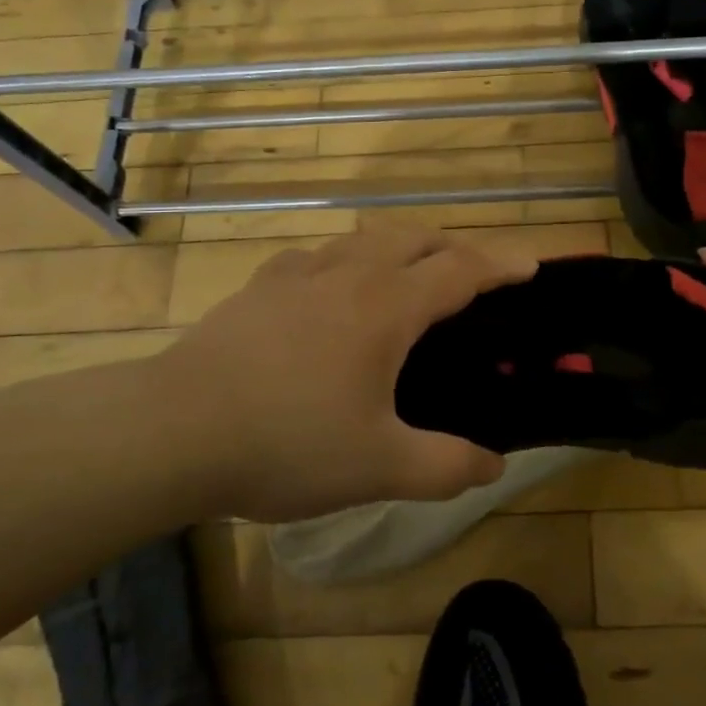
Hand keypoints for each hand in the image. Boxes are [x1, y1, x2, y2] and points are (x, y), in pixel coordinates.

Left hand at [156, 227, 532, 522]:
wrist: (173, 430)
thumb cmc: (286, 443)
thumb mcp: (379, 468)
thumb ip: (446, 466)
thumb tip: (495, 465)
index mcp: (387, 308)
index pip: (461, 270)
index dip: (502, 264)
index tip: (532, 264)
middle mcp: (349, 275)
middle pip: (416, 238)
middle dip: (455, 248)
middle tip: (474, 276)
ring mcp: (299, 274)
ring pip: (366, 239)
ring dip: (402, 248)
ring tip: (410, 278)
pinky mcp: (261, 286)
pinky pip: (318, 257)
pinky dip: (347, 262)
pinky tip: (333, 291)